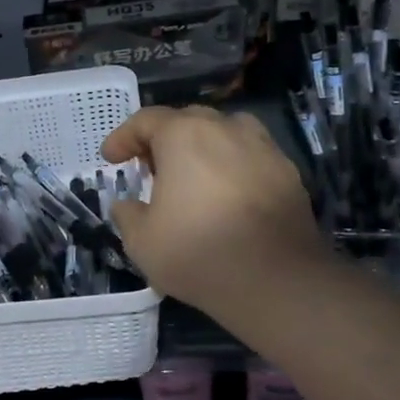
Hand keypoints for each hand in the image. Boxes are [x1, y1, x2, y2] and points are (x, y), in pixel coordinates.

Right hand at [100, 106, 327, 316]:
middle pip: (187, 121)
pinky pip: (251, 158)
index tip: (111, 158)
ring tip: (193, 178)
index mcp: (185, 135)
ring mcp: (263, 147)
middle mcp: (226, 128)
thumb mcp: (142, 241)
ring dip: (203, 149)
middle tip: (150, 169)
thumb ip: (127, 214)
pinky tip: (228, 197)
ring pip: (225, 134)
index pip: (146, 120)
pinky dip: (233, 168)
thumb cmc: (198, 252)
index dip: (123, 137)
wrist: (277, 279)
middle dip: (163, 140)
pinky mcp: (288, 172)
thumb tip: (127, 205)